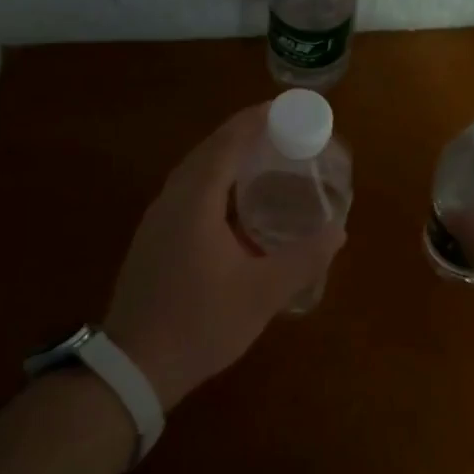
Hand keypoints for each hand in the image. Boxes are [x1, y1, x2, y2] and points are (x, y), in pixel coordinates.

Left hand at [105, 104, 345, 408]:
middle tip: (282, 131)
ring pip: (195, 171)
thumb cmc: (200, 323)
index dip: (255, 120)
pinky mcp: (153, 237)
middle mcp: (172, 198)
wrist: (134, 366)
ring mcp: (157, 218)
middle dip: (243, 133)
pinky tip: (235, 202)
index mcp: (196, 200)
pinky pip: (187, 191)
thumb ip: (304, 259)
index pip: (227, 142)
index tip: (283, 107)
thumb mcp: (263, 294)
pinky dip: (214, 180)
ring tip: (263, 158)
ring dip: (227, 157)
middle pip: (209, 150)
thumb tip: (338, 231)